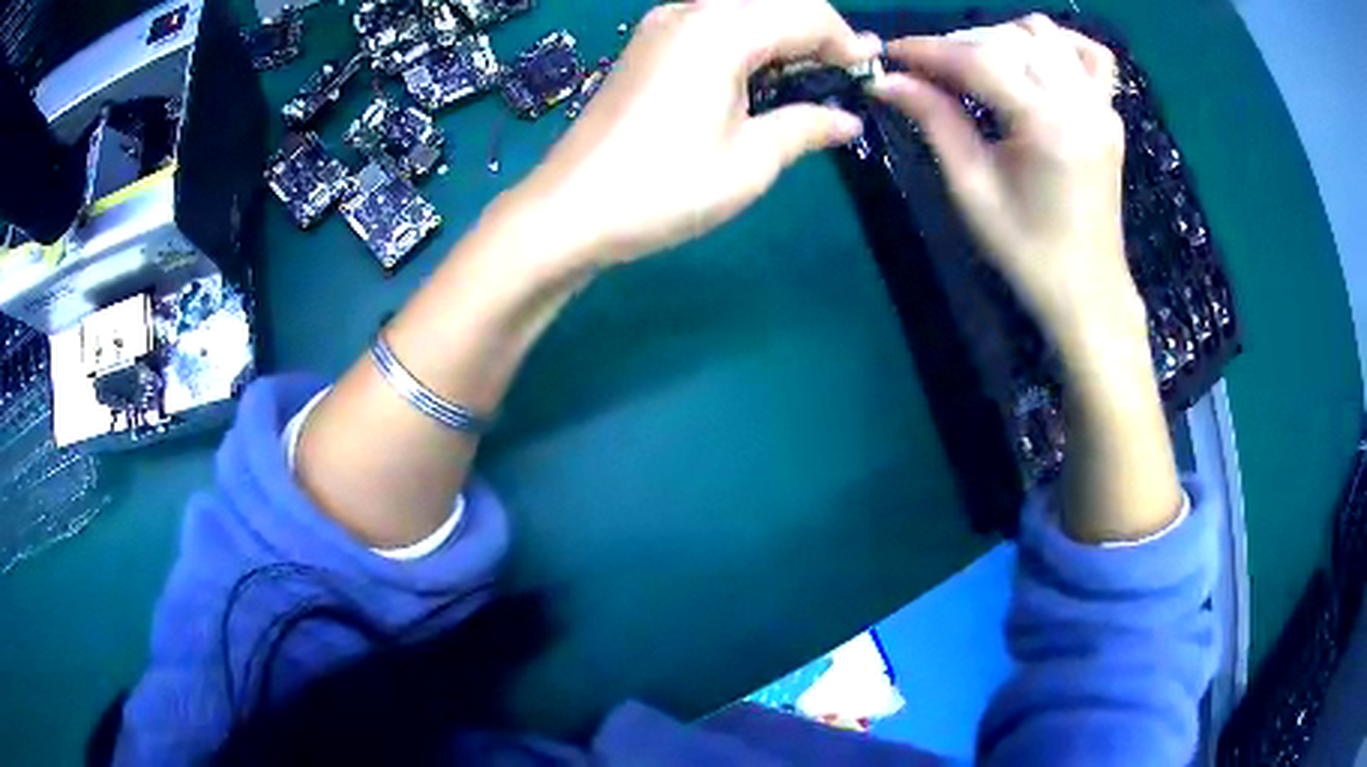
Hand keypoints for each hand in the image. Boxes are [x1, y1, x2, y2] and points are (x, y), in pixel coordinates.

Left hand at [510, 0, 881, 265]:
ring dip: (782, 33)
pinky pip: (714, 23)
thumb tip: (848, 120)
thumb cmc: (663, 188)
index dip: (846, 41)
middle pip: (775, 2)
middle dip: (817, 31)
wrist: (568, 210)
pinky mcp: (647, 44)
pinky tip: (761, 73)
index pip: (806, 14)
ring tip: (810, 75)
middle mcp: (691, 11)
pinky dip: (748, 39)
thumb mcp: (750, 162)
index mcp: (721, 29)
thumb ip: (806, 127)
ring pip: (744, 9)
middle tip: (844, 74)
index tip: (871, 72)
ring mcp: (662, 24)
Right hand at [871, 15, 1141, 351]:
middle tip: (928, 70)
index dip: (929, 50)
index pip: (980, 60)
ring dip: (1002, 38)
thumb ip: (934, 121)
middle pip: (1009, 39)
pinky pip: (1089, 55)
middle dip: (959, 44)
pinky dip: (1056, 44)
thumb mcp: (973, 188)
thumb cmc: (1028, 252)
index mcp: (1048, 125)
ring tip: (976, 65)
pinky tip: (1033, 59)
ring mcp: (1101, 105)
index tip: (891, 54)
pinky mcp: (1109, 113)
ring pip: (1045, 34)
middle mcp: (1080, 103)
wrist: (1087, 291)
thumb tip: (885, 80)